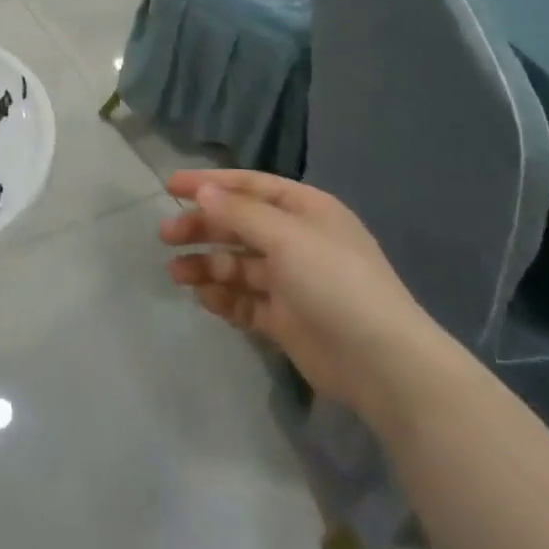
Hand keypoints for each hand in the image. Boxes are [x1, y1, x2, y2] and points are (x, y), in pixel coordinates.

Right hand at [160, 171, 441, 422]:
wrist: (382, 364)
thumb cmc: (335, 283)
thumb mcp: (287, 237)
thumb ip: (240, 214)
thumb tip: (203, 192)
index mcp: (306, 211)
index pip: (250, 187)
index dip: (210, 184)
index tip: (170, 186)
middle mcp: (297, 241)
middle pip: (239, 226)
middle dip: (203, 228)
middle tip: (166, 236)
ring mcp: (292, 282)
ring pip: (238, 265)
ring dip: (207, 265)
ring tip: (175, 273)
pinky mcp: (285, 319)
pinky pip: (245, 301)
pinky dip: (223, 298)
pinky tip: (204, 298)